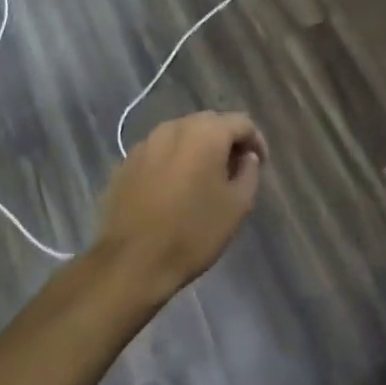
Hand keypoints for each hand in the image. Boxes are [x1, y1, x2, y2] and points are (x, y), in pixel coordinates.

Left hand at [96, 113, 267, 299]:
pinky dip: (172, 162)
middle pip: (208, 123)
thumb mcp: (237, 206)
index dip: (256, 141)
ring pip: (180, 136)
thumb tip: (246, 157)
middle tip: (235, 169)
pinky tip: (174, 189)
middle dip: (225, 141)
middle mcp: (173, 128)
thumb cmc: (193, 232)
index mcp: (205, 133)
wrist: (132, 262)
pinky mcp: (125, 163)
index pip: (241, 122)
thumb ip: (249, 172)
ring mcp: (145, 144)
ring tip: (204, 178)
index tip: (261, 163)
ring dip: (197, 150)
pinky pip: (158, 153)